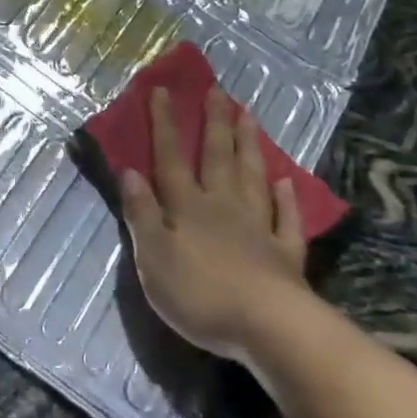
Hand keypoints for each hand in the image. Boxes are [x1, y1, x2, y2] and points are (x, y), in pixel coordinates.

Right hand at [120, 86, 309, 357]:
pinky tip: (287, 182)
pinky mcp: (285, 253)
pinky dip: (287, 199)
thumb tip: (129, 171)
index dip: (165, 125)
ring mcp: (258, 227)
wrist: (268, 327)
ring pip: (252, 177)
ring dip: (249, 145)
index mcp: (187, 207)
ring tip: (249, 116)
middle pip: (218, 158)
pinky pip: (286, 218)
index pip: (171, 158)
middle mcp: (223, 207)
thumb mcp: (153, 257)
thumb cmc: (200, 294)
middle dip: (215, 123)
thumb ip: (142, 213)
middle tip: (218, 90)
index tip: (163, 90)